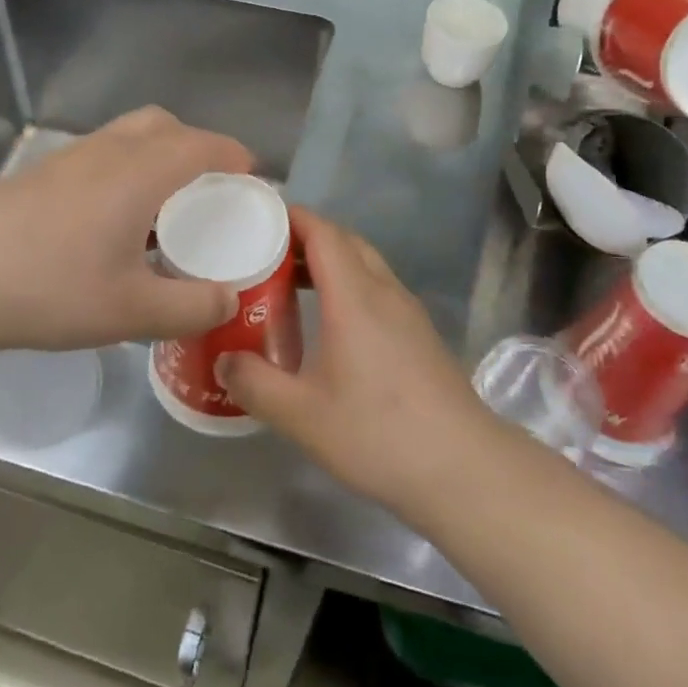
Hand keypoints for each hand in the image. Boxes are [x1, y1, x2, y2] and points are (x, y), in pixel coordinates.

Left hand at [0, 107, 252, 359]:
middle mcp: (107, 151)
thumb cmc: (50, 289)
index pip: (201, 144)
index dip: (233, 155)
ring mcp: (66, 159)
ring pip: (126, 136)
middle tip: (206, 188)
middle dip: (194, 145)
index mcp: (140, 172)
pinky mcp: (37, 175)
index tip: (251, 176)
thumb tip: (230, 300)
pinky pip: (98, 155)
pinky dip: (122, 170)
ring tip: (160, 207)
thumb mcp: (132, 311)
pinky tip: (109, 222)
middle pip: (162, 125)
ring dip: (155, 156)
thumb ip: (192, 307)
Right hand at [219, 208, 496, 512]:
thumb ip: (255, 383)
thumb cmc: (378, 433)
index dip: (291, 218)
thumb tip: (224, 359)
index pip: (323, 232)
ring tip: (290, 287)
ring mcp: (408, 312)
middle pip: (345, 242)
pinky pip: (378, 290)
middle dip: (305, 238)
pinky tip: (331, 326)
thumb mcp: (302, 415)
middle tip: (265, 255)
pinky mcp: (420, 335)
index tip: (256, 219)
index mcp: (355, 296)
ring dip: (329, 263)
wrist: (463, 468)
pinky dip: (349, 287)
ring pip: (365, 265)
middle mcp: (384, 292)